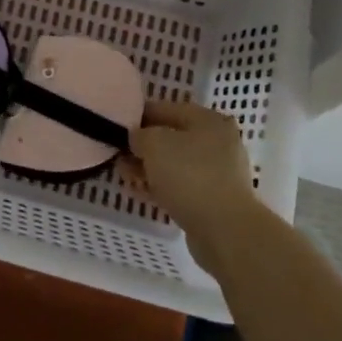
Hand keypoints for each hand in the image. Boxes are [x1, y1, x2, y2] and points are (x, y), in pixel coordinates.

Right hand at [132, 100, 261, 271]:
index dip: (138, 116)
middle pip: (171, 138)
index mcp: (209, 120)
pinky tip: (139, 192)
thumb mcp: (154, 144)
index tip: (116, 127)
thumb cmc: (189, 175)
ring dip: (149, 168)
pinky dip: (161, 186)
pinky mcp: (214, 200)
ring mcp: (219, 173)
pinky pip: (181, 186)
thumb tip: (137, 139)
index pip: (165, 109)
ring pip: (175, 164)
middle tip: (118, 155)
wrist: (225, 231)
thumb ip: (139, 134)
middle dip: (143, 146)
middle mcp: (218, 142)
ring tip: (125, 176)